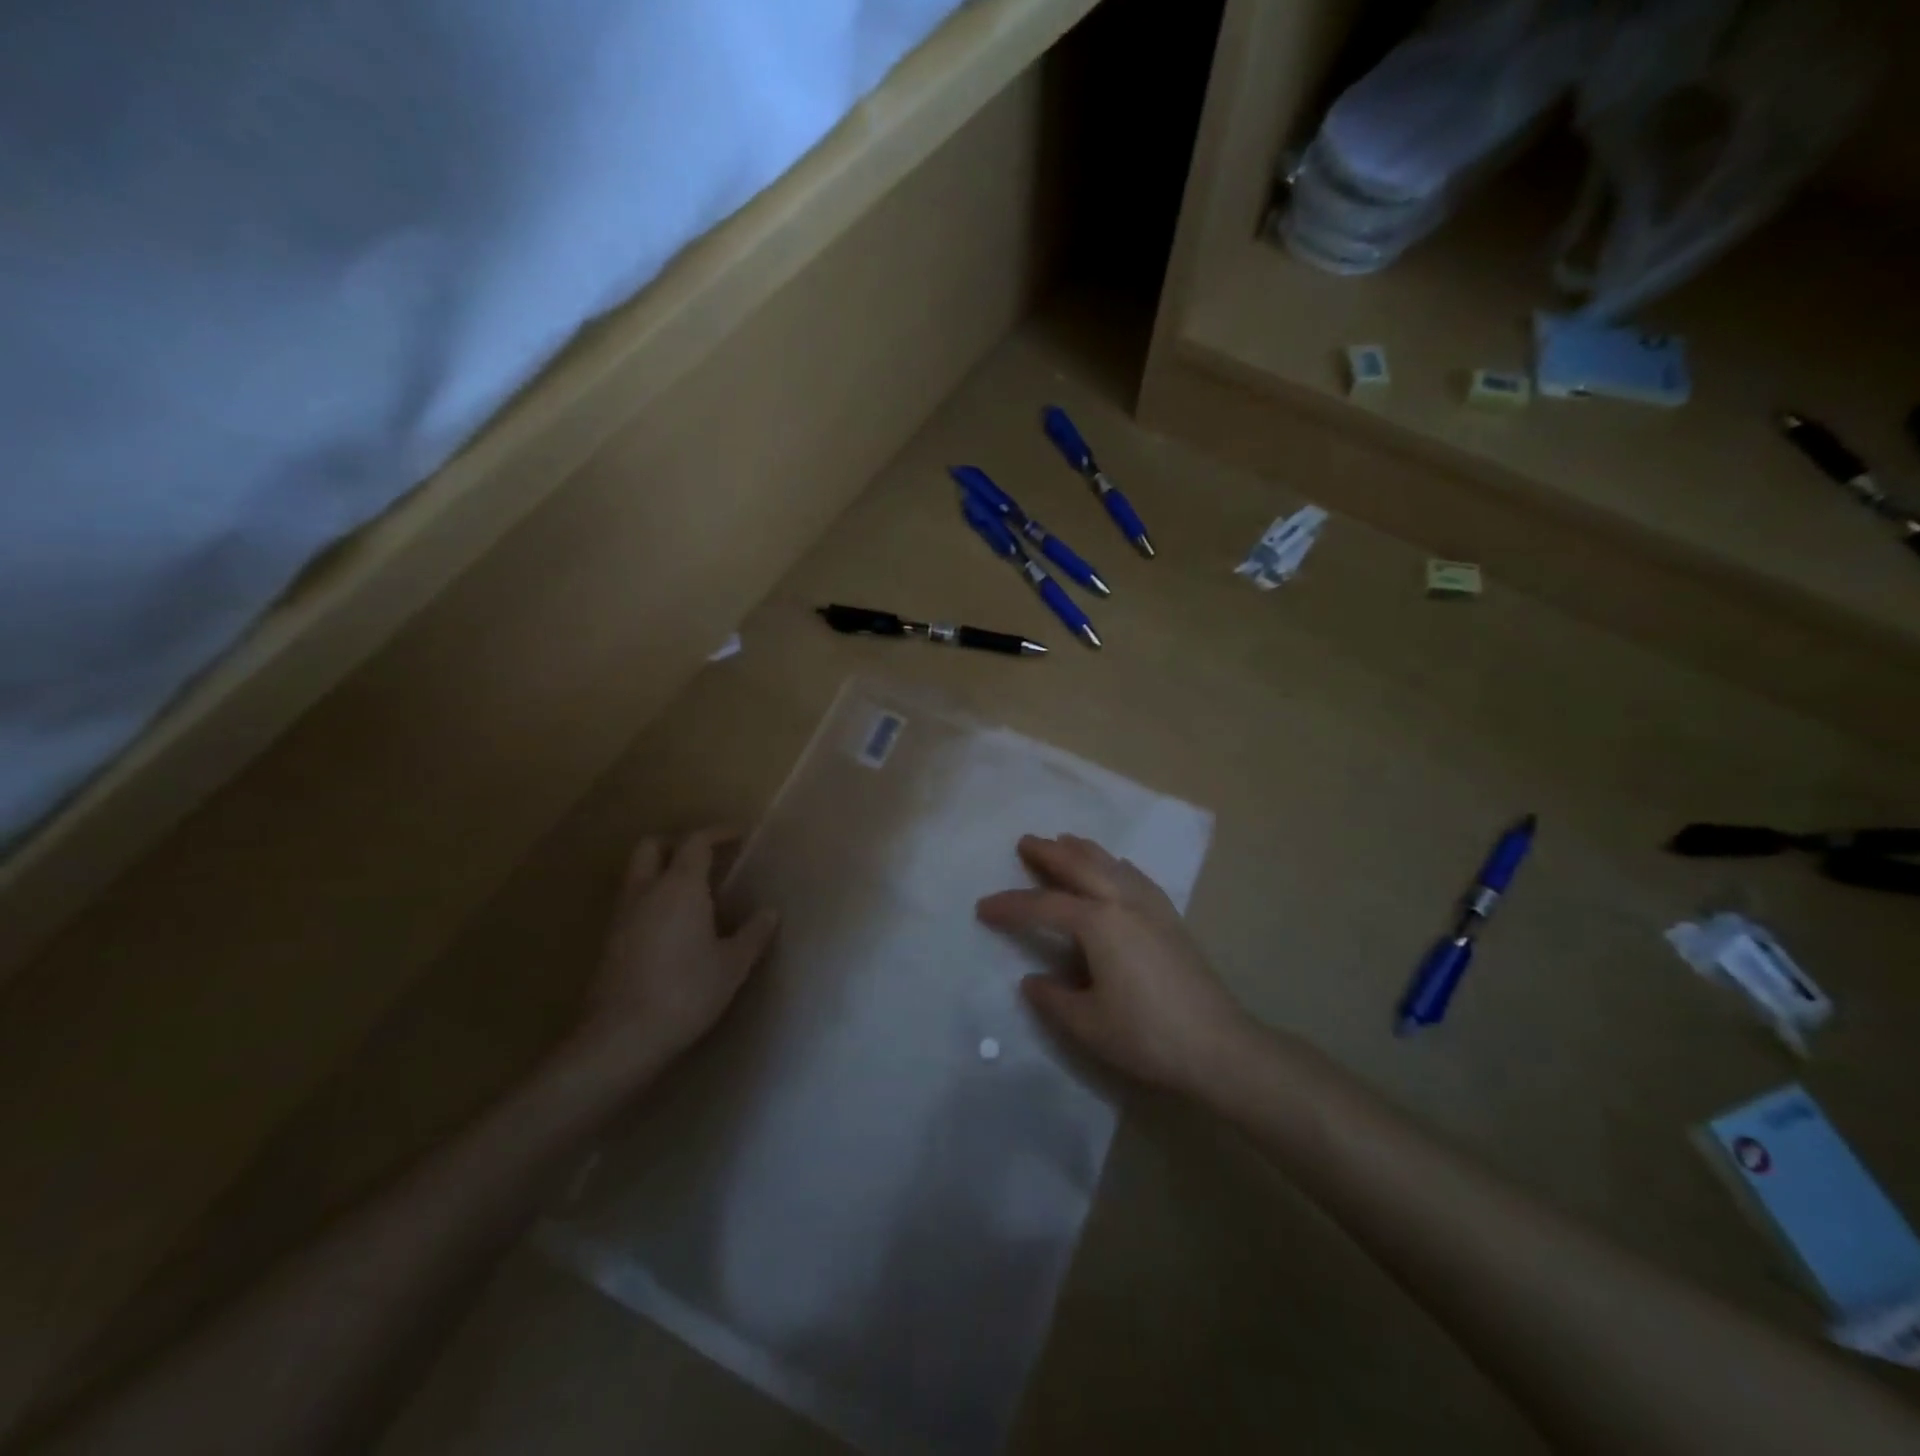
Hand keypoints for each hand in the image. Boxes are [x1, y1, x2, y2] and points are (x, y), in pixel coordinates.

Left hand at [568, 828, 778, 1079]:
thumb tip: (769, 912)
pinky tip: (671, 929)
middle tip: (705, 859)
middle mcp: (646, 891)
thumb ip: (753, 934)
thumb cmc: (686, 992)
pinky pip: (631, 904)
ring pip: (637, 876)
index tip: (738, 835)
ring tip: (692, 895)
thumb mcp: (732, 965)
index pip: (696, 841)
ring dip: (661, 873)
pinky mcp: (609, 943)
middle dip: (677, 845)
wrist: (622, 1037)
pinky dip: (651, 901)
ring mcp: (622, 916)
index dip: (718, 833)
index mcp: (680, 886)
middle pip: (652, 847)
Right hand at [977, 834, 1253, 1096]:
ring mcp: (1152, 907)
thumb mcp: (1087, 1024)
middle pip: (1080, 866)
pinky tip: (1116, 867)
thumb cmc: (1147, 1036)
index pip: (1044, 906)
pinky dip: (1116, 864)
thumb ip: (1053, 998)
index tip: (983, 907)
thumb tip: (1032, 979)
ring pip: (1111, 865)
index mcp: (1099, 924)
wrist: (1219, 1046)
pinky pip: (1136, 876)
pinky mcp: (1171, 918)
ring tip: (1065, 840)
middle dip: (1050, 853)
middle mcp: (1123, 902)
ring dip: (1084, 850)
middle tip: (1026, 842)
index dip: (1010, 906)